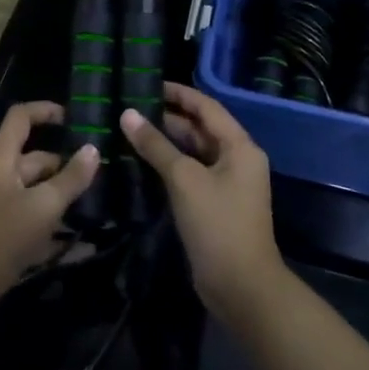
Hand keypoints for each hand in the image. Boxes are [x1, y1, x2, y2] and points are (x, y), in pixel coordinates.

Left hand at [0, 101, 99, 310]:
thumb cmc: (1, 235)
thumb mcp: (42, 206)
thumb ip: (70, 179)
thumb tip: (93, 149)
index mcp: (2, 160)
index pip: (20, 118)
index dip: (45, 110)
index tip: (75, 118)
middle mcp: (0, 178)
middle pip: (35, 159)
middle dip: (66, 164)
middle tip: (102, 174)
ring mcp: (1, 207)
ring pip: (38, 192)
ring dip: (65, 197)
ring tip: (101, 204)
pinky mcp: (5, 235)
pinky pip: (36, 223)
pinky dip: (58, 230)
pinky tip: (87, 245)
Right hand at [122, 83, 283, 321]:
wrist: (241, 286)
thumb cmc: (218, 224)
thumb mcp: (185, 180)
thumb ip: (156, 146)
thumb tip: (127, 115)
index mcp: (239, 147)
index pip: (206, 107)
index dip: (178, 93)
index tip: (147, 83)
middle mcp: (236, 160)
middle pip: (200, 129)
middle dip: (167, 117)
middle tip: (129, 107)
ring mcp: (226, 184)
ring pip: (193, 152)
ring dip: (164, 142)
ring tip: (128, 130)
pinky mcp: (214, 205)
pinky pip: (189, 174)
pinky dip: (168, 165)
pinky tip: (139, 162)